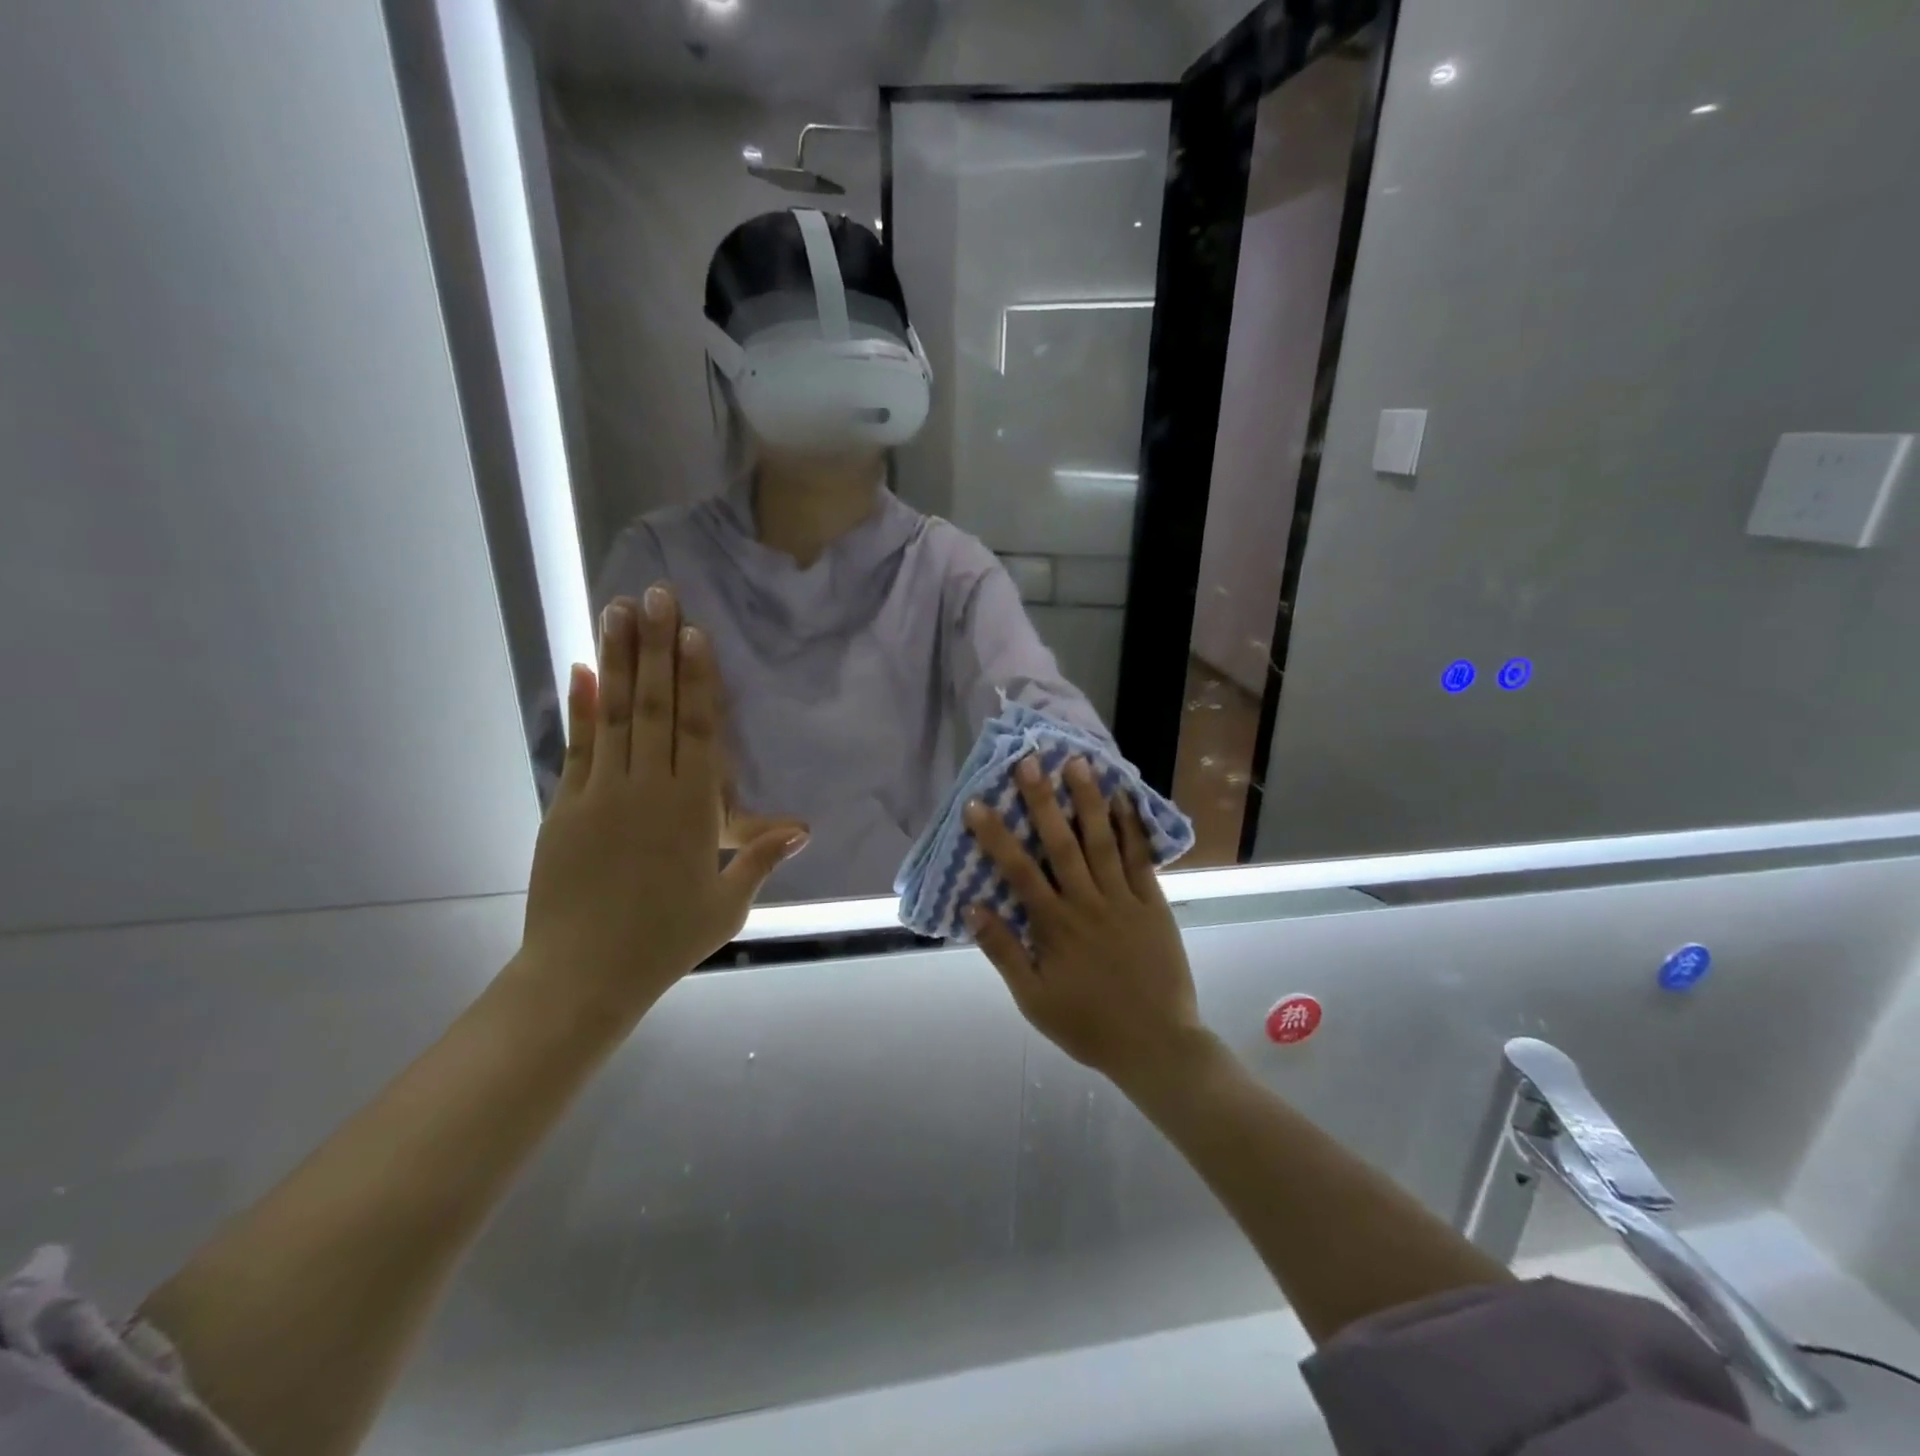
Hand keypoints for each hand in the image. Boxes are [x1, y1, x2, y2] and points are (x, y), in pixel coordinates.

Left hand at [520, 584, 808, 1016]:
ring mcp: (603, 794)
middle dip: (659, 648)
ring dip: (620, 660)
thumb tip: (804, 829)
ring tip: (618, 611)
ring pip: (617, 715)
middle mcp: (649, 789)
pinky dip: (581, 706)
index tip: (694, 632)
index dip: (699, 678)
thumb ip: (760, 858)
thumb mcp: (728, 904)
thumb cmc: (666, 941)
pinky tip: (582, 668)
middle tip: (656, 595)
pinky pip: (578, 747)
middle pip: (658, 707)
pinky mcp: (566, 807)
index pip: (700, 730)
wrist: (583, 975)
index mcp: (693, 810)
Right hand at [964, 756, 1204, 1087]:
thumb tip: (973, 906)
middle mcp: (1086, 902)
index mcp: (1054, 925)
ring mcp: (1123, 899)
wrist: (1156, 1045)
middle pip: (1060, 843)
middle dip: (1042, 800)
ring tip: (1078, 763)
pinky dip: (1131, 828)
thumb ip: (1004, 952)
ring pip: (1101, 841)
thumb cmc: (1088, 1025)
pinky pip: (1140, 859)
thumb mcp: (1034, 999)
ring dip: (1088, 801)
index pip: (1017, 871)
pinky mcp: (1153, 903)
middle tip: (1029, 760)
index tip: (977, 803)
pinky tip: (1124, 799)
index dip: (995, 835)